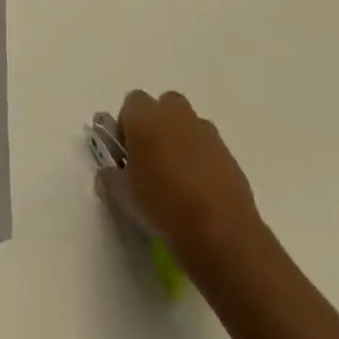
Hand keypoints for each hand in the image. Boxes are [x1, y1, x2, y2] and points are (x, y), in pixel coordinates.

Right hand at [97, 90, 263, 276]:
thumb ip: (111, 177)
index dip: (127, 127)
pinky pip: (208, 148)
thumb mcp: (124, 197)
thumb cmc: (162, 206)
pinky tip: (201, 193)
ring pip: (188, 126)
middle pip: (163, 106)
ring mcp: (205, 132)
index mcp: (144, 116)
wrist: (221, 233)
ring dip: (181, 141)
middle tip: (152, 160)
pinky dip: (203, 161)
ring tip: (178, 180)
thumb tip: (109, 173)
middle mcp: (174, 113)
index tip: (127, 155)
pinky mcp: (229, 154)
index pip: (130, 104)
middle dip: (157, 126)